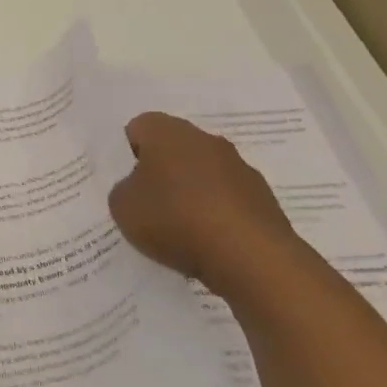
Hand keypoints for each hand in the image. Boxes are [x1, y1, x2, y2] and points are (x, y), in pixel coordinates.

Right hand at [107, 112, 308, 295]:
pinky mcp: (264, 199)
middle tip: (147, 203)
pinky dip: (215, 214)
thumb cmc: (174, 219)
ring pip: (203, 173)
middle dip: (161, 171)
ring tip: (178, 228)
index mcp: (167, 131)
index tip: (125, 182)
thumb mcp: (122, 206)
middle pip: (174, 149)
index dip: (127, 154)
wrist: (251, 258)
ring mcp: (241, 168)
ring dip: (191, 192)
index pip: (139, 128)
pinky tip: (207, 240)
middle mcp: (206, 140)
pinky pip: (227, 199)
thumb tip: (139, 188)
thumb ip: (124, 189)